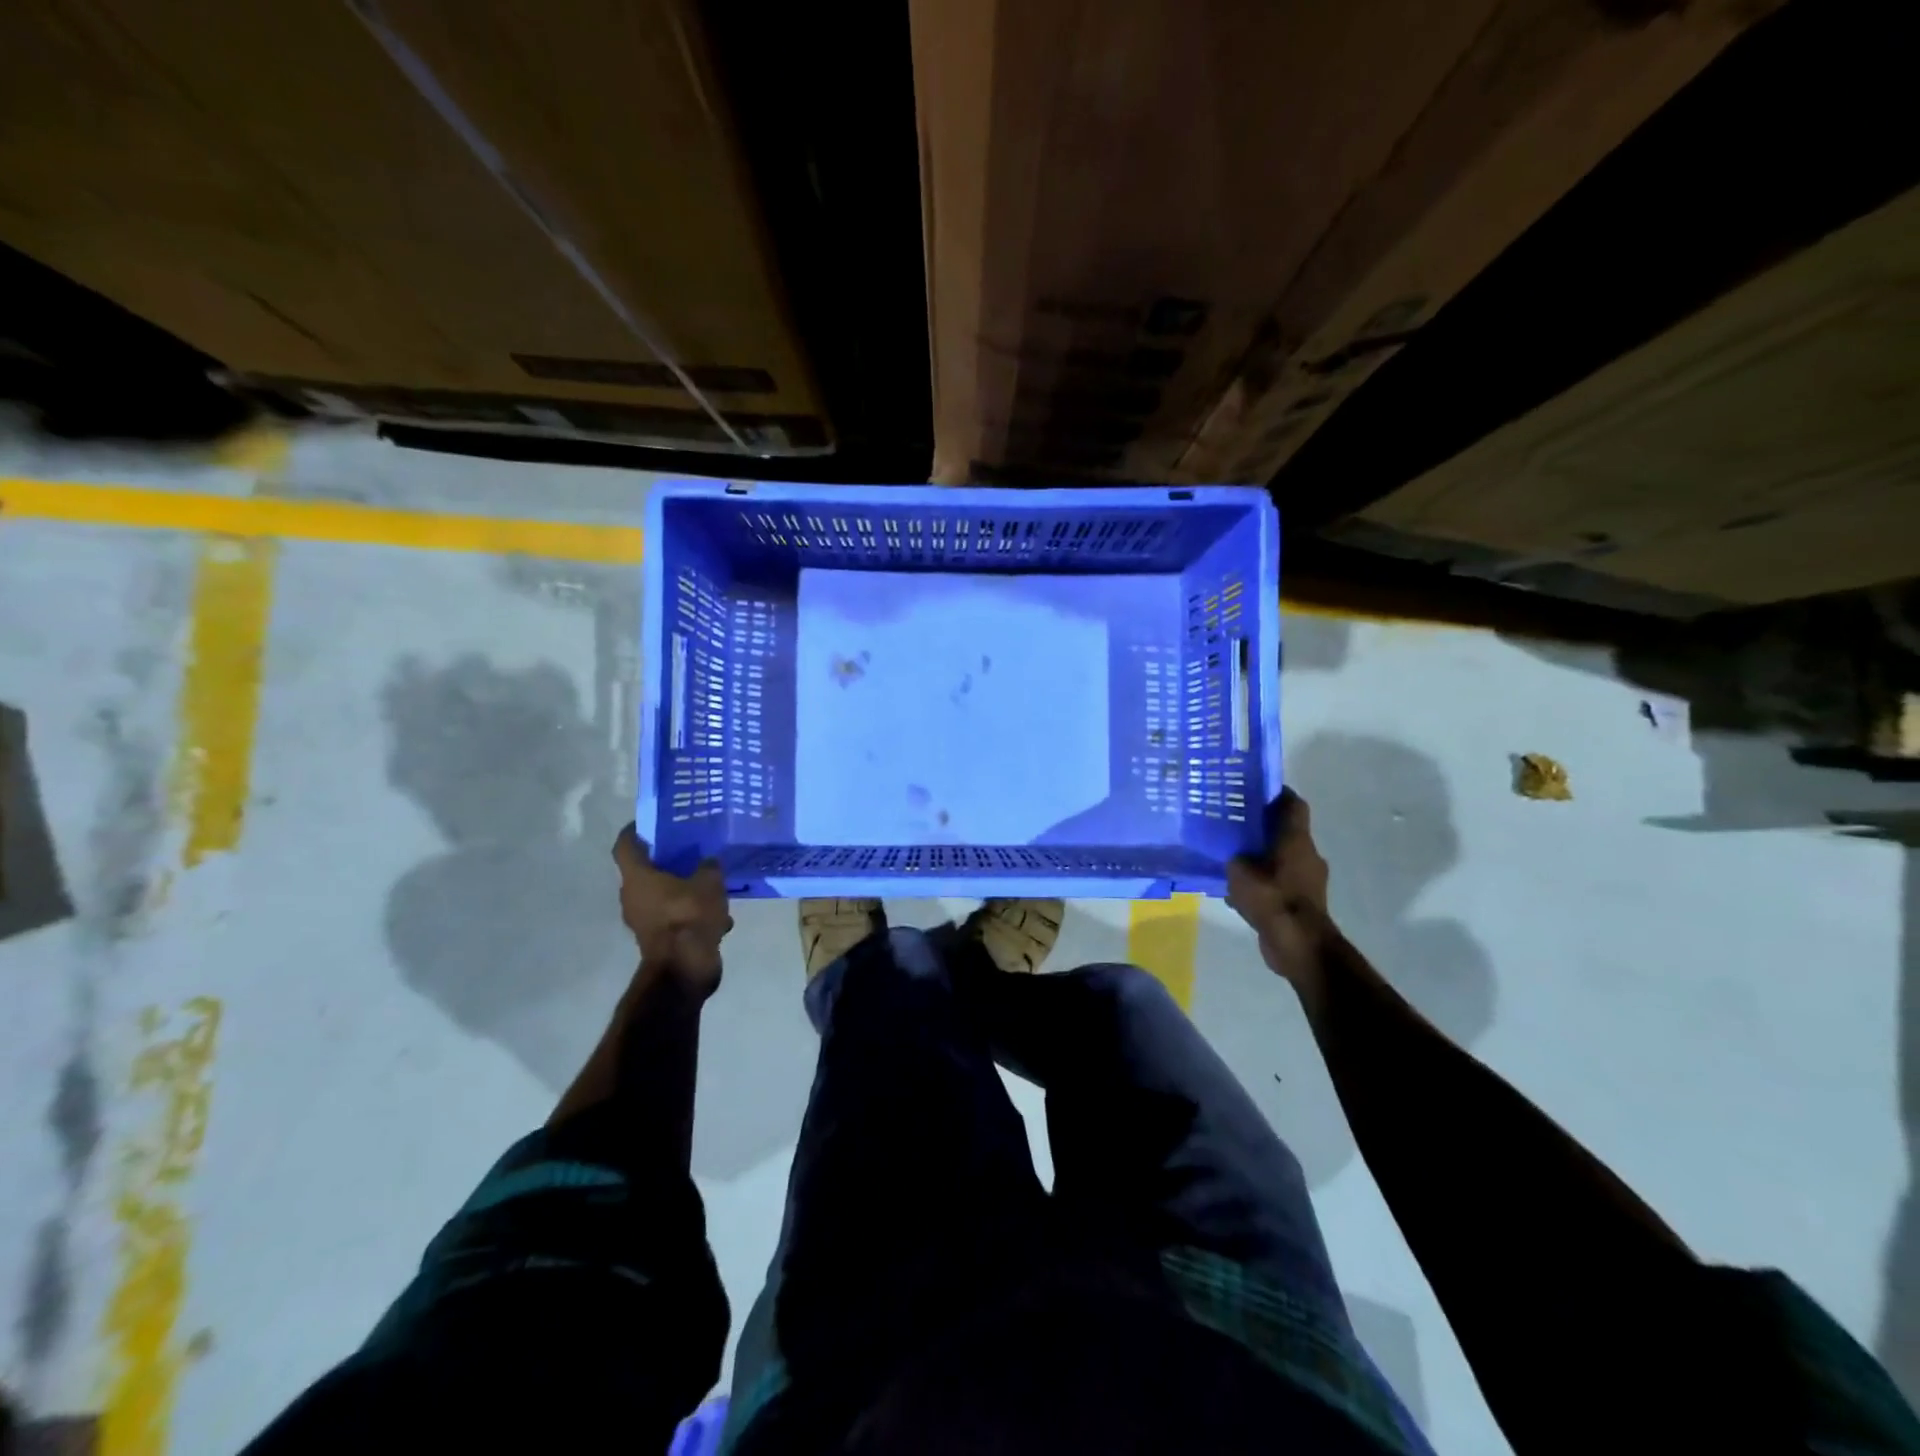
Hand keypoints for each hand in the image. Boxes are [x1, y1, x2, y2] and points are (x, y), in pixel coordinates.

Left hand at [612, 825, 732, 996]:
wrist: (684, 967)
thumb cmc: (689, 914)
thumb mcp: (709, 882)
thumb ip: (709, 866)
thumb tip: (708, 861)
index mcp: (637, 877)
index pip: (625, 845)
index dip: (634, 831)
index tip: (649, 823)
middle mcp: (632, 897)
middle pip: (644, 872)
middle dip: (666, 862)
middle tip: (690, 849)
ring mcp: (643, 920)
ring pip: (661, 896)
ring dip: (681, 890)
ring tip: (709, 883)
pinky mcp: (657, 939)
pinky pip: (673, 917)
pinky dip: (690, 914)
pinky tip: (717, 914)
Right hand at [1226, 788, 1334, 985]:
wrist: (1299, 945)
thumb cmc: (1272, 899)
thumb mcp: (1240, 872)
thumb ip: (1234, 858)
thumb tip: (1232, 856)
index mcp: (1296, 840)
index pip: (1293, 805)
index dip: (1276, 794)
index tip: (1253, 790)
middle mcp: (1306, 855)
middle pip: (1286, 831)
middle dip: (1262, 827)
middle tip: (1234, 824)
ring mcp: (1307, 880)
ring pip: (1282, 858)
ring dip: (1262, 857)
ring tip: (1232, 859)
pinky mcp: (1302, 902)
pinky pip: (1279, 883)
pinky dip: (1263, 882)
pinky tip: (1239, 891)